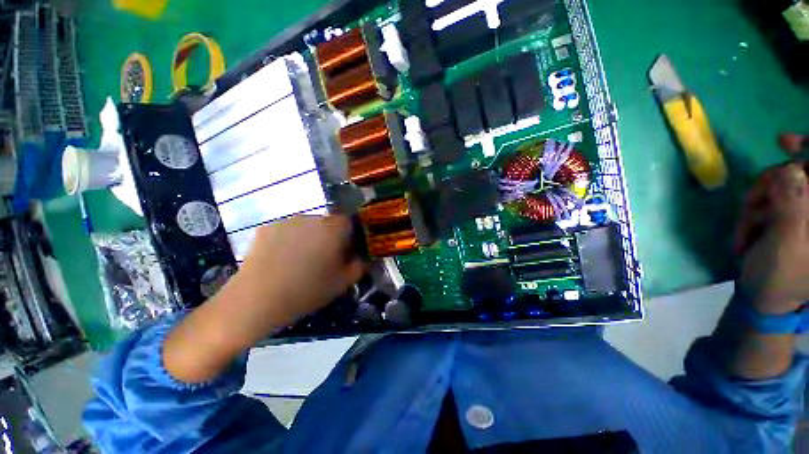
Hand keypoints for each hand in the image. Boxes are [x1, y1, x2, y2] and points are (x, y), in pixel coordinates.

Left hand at [227, 215, 364, 340]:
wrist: (256, 300)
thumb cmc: (307, 291)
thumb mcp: (342, 283)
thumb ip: (358, 266)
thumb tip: (359, 257)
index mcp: (333, 229)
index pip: (349, 222)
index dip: (349, 236)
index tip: (344, 252)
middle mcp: (312, 218)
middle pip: (328, 223)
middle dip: (330, 237)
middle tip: (323, 259)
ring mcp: (287, 221)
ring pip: (308, 225)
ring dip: (310, 237)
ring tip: (300, 260)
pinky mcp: (267, 227)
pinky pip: (288, 230)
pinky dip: (290, 240)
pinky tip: (282, 259)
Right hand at [735, 163, 808, 313]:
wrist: (764, 297)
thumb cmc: (778, 278)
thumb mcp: (785, 245)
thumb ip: (792, 206)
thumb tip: (790, 169)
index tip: (783, 143)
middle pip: (801, 172)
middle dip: (772, 184)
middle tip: (752, 202)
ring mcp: (806, 211)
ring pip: (782, 183)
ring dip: (759, 199)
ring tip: (748, 225)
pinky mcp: (792, 214)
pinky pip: (772, 195)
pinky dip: (756, 206)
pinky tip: (750, 225)